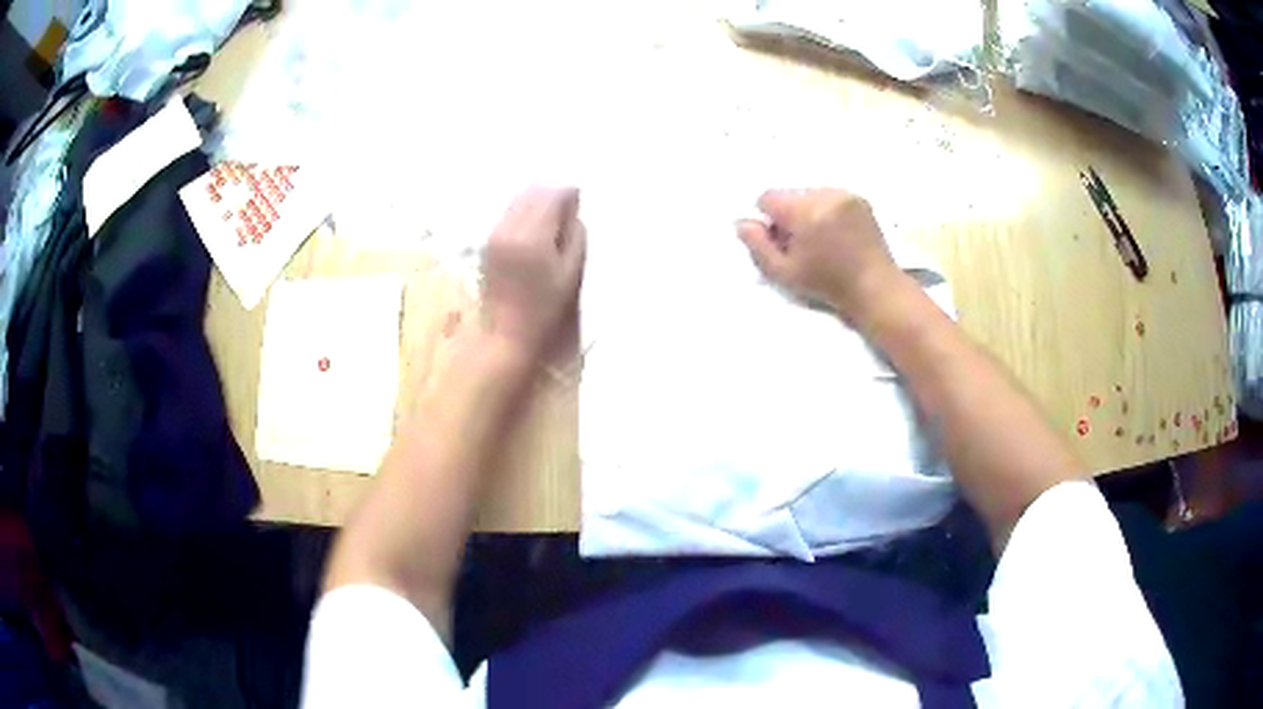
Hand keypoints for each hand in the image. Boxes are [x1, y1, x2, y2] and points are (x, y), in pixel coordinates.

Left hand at [481, 186, 586, 360]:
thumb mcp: (571, 273)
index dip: (569, 195)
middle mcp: (510, 228)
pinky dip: (523, 213)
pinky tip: (534, 231)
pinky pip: (508, 213)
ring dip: (536, 202)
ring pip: (518, 199)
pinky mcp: (488, 242)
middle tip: (567, 210)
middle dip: (552, 195)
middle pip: (533, 191)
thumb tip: (573, 213)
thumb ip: (576, 236)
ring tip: (551, 221)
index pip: (552, 196)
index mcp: (533, 236)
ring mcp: (495, 234)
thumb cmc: (545, 308)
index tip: (580, 203)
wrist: (507, 332)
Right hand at [736, 188, 902, 325]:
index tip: (782, 241)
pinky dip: (828, 211)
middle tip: (803, 245)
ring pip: (810, 194)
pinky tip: (838, 234)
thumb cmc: (828, 284)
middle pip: (790, 195)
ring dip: (809, 212)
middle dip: (790, 215)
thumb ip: (758, 246)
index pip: (768, 197)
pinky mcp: (859, 199)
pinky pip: (830, 196)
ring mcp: (845, 194)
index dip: (769, 219)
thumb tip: (742, 222)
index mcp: (805, 211)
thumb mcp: (784, 273)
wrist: (875, 288)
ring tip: (823, 240)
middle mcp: (825, 194)